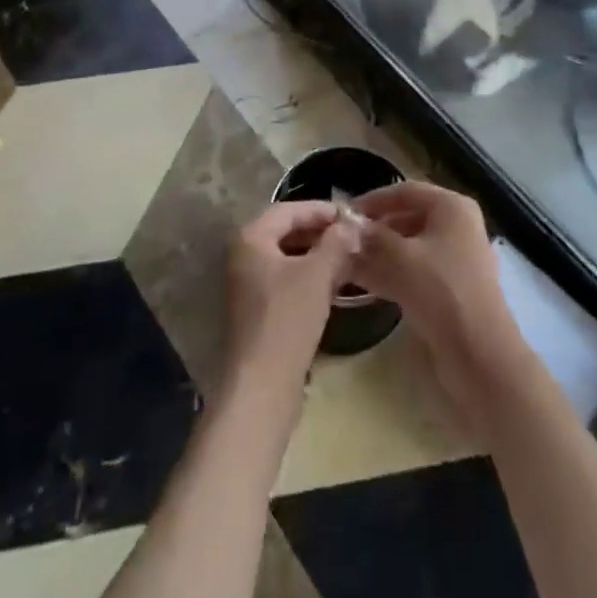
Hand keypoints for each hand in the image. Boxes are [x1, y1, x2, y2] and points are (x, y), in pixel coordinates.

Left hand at [222, 201, 361, 400]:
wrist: (262, 387)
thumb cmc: (287, 320)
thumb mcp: (317, 275)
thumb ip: (335, 243)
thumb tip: (351, 224)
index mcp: (251, 238)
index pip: (289, 210)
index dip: (321, 210)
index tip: (351, 215)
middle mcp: (244, 256)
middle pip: (286, 232)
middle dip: (320, 232)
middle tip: (352, 236)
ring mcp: (248, 285)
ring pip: (288, 258)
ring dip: (317, 255)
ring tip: (349, 258)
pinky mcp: (258, 311)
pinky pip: (286, 281)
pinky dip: (309, 277)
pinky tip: (334, 285)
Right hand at [349, 182, 529, 425]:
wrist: (480, 356)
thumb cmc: (441, 292)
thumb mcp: (400, 259)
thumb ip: (371, 238)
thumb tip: (346, 226)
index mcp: (452, 208)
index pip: (406, 191)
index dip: (373, 199)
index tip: (344, 213)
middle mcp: (457, 227)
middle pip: (408, 218)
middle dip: (375, 230)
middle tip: (344, 241)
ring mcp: (457, 259)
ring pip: (411, 247)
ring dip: (380, 254)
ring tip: (347, 263)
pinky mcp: (452, 289)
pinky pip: (417, 271)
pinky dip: (392, 273)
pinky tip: (365, 284)